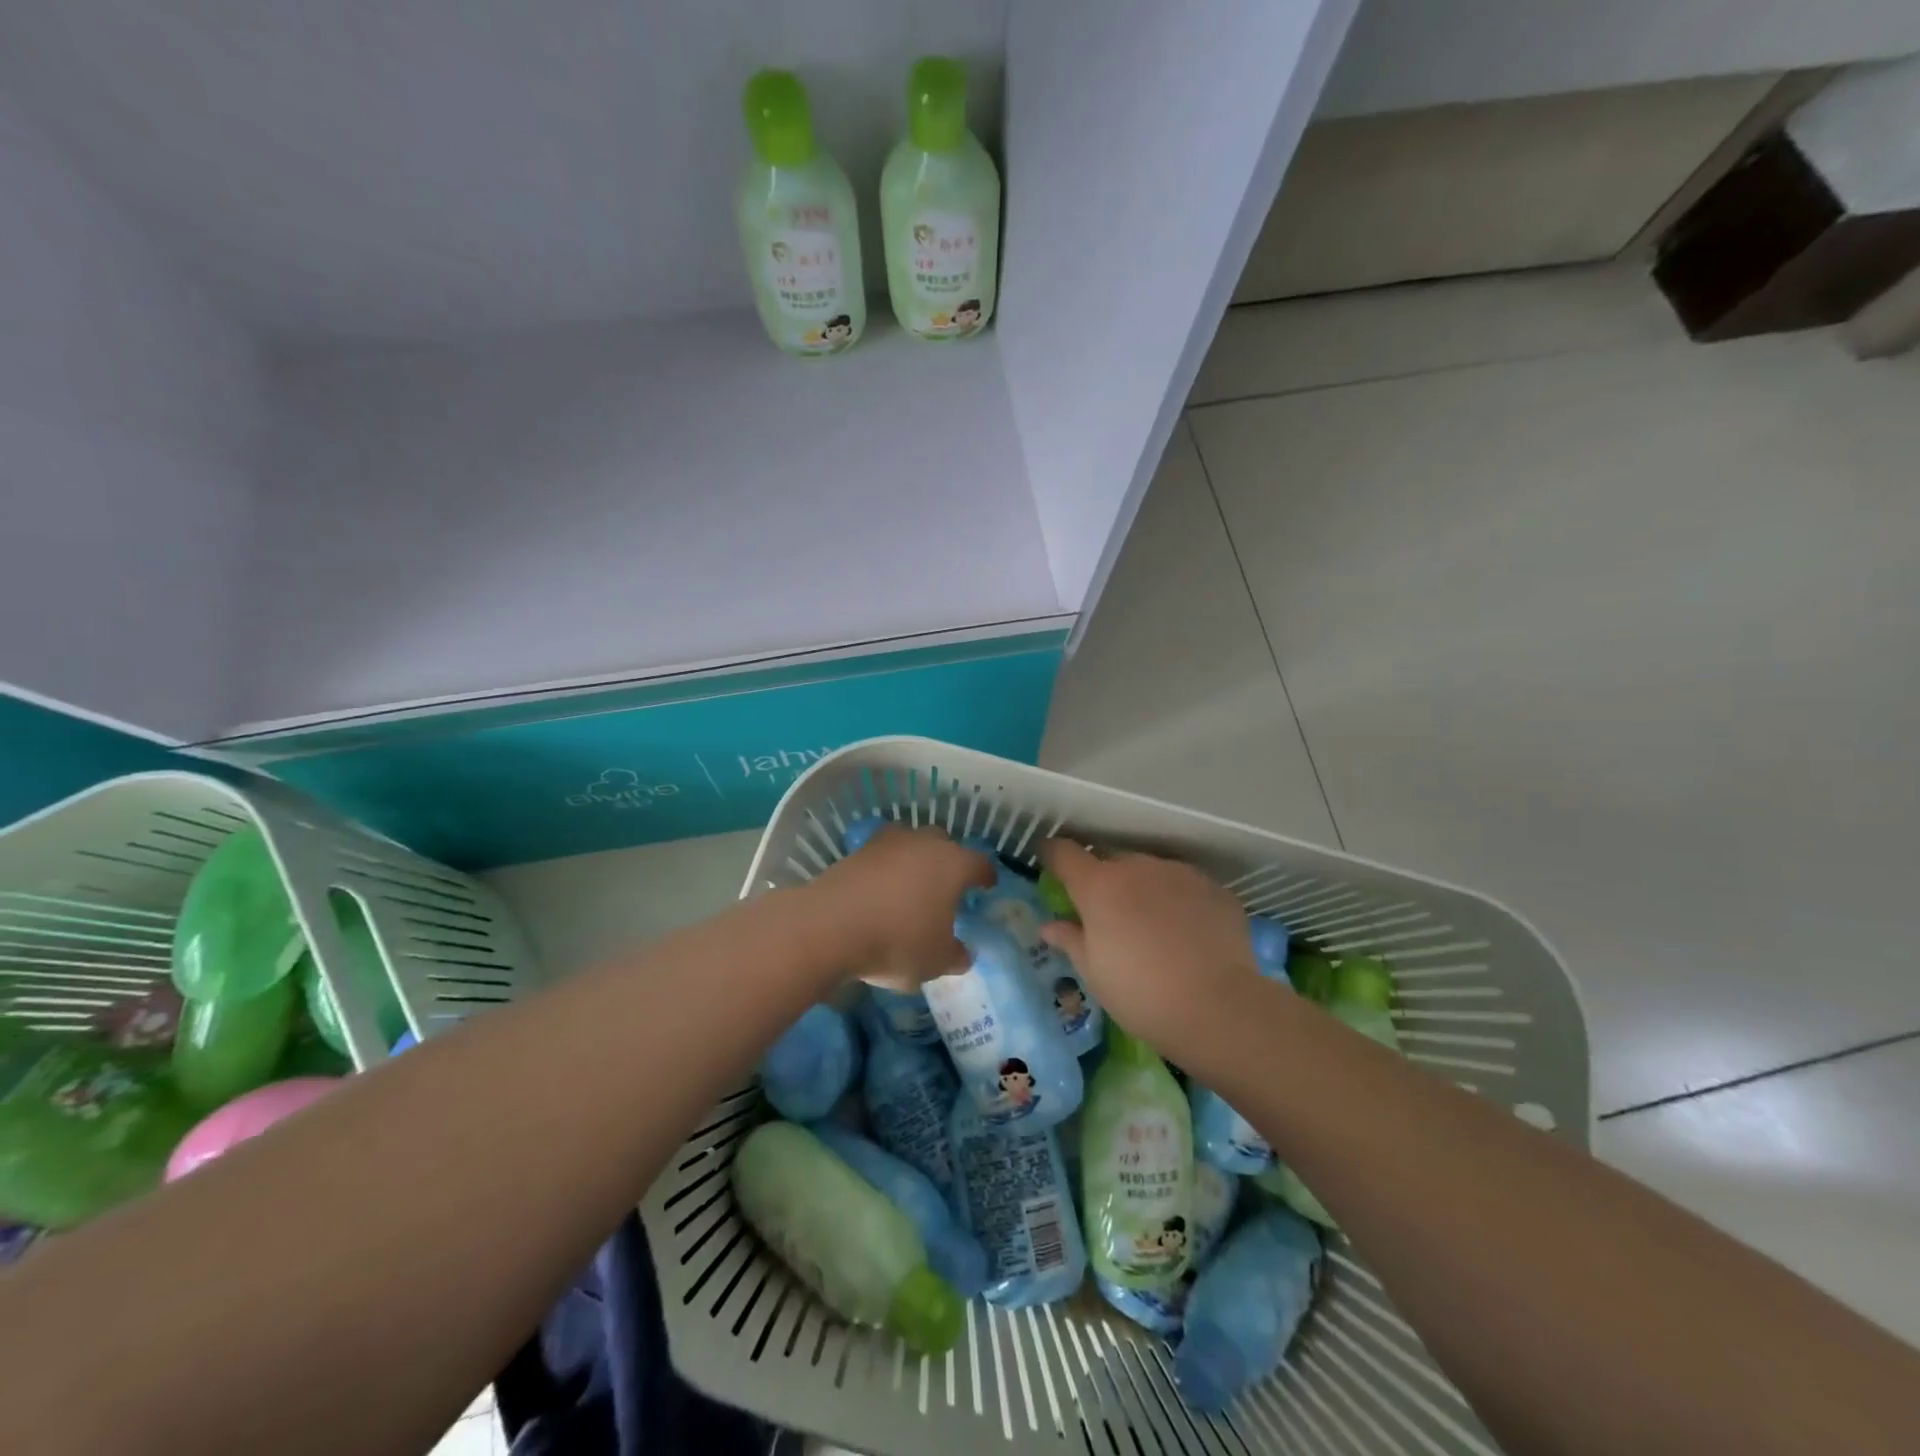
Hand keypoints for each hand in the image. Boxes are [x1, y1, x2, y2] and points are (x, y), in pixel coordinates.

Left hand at [814, 824, 995, 988]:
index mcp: (954, 864)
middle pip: (944, 843)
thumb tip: (962, 953)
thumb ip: (955, 955)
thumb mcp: (936, 961)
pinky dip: (884, 869)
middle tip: (947, 884)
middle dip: (949, 860)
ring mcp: (887, 842)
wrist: (831, 926)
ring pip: (910, 843)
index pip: (980, 863)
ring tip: (911, 884)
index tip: (987, 885)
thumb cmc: (898, 941)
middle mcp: (924, 843)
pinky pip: (880, 856)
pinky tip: (880, 890)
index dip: (985, 876)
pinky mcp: (856, 851)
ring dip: (914, 859)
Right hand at [1038, 840, 1257, 1057]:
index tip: (1049, 863)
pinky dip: (1178, 901)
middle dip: (1104, 879)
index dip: (1052, 854)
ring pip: (1151, 871)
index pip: (1064, 852)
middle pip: (1110, 860)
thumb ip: (1069, 939)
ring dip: (1143, 888)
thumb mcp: (1093, 972)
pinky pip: (1185, 886)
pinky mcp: (1214, 888)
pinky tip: (1187, 933)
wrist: (1218, 1008)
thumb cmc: (1140, 993)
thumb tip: (1049, 925)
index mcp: (1099, 885)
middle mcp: (1138, 867)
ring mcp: (1180, 873)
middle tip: (1107, 913)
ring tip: (1152, 926)